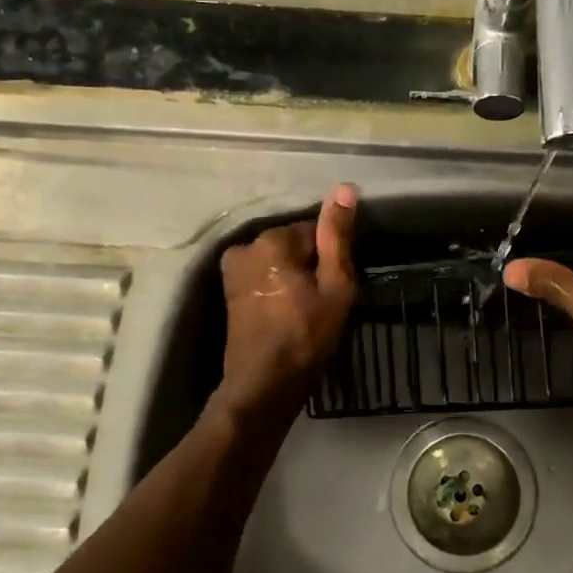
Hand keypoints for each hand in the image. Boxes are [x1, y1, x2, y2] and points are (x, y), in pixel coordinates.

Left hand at [213, 184, 358, 422]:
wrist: (263, 385)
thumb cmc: (307, 336)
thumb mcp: (335, 285)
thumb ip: (337, 235)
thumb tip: (344, 188)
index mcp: (272, 239)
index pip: (314, 231)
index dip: (330, 258)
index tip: (335, 286)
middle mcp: (246, 246)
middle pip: (293, 245)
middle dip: (309, 266)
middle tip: (323, 302)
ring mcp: (233, 269)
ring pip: (278, 261)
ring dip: (293, 277)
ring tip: (306, 309)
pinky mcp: (229, 290)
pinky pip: (263, 276)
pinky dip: (277, 288)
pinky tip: (287, 313)